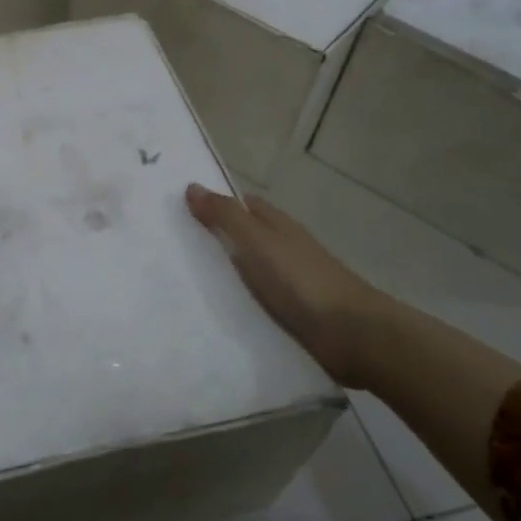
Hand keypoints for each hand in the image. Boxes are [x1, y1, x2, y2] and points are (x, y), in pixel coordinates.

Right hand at [185, 183, 385, 387]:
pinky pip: (254, 301)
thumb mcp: (256, 241)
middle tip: (169, 250)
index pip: (241, 206)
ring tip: (179, 284)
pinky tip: (213, 312)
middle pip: (242, 238)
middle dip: (213, 240)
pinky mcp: (290, 313)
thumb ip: (225, 216)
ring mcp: (288, 282)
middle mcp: (282, 248)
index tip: (178, 211)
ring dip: (222, 275)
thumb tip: (192, 186)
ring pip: (247, 271)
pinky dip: (236, 301)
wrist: (351, 334)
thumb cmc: (301, 279)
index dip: (214, 205)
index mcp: (276, 225)